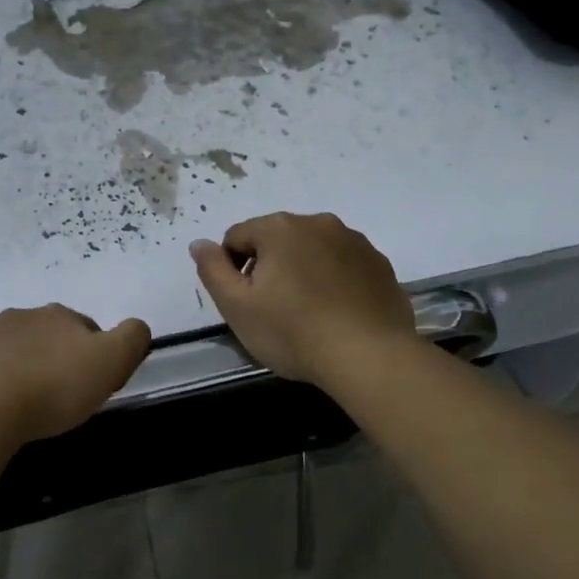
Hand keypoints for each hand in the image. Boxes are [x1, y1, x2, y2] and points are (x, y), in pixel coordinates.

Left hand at [0, 304, 150, 445]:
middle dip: (51, 358)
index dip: (93, 353)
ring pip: (7, 351)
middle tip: (57, 397)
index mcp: (57, 316)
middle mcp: (18, 318)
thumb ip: (132, 338)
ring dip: (16, 369)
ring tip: (21, 408)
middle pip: (43, 335)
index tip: (92, 384)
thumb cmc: (50, 386)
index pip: (85, 327)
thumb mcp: (109, 362)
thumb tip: (137, 327)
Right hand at [190, 212, 419, 387]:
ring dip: (303, 270)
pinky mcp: (379, 263)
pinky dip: (334, 281)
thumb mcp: (237, 306)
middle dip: (269, 267)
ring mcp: (354, 241)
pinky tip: (337, 313)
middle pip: (277, 239)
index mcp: (279, 227)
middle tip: (273, 310)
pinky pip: (344, 265)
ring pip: (313, 250)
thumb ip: (212, 270)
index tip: (244, 302)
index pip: (237, 237)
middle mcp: (318, 222)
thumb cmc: (293, 332)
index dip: (232, 268)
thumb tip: (199, 243)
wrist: (370, 357)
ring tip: (308, 313)